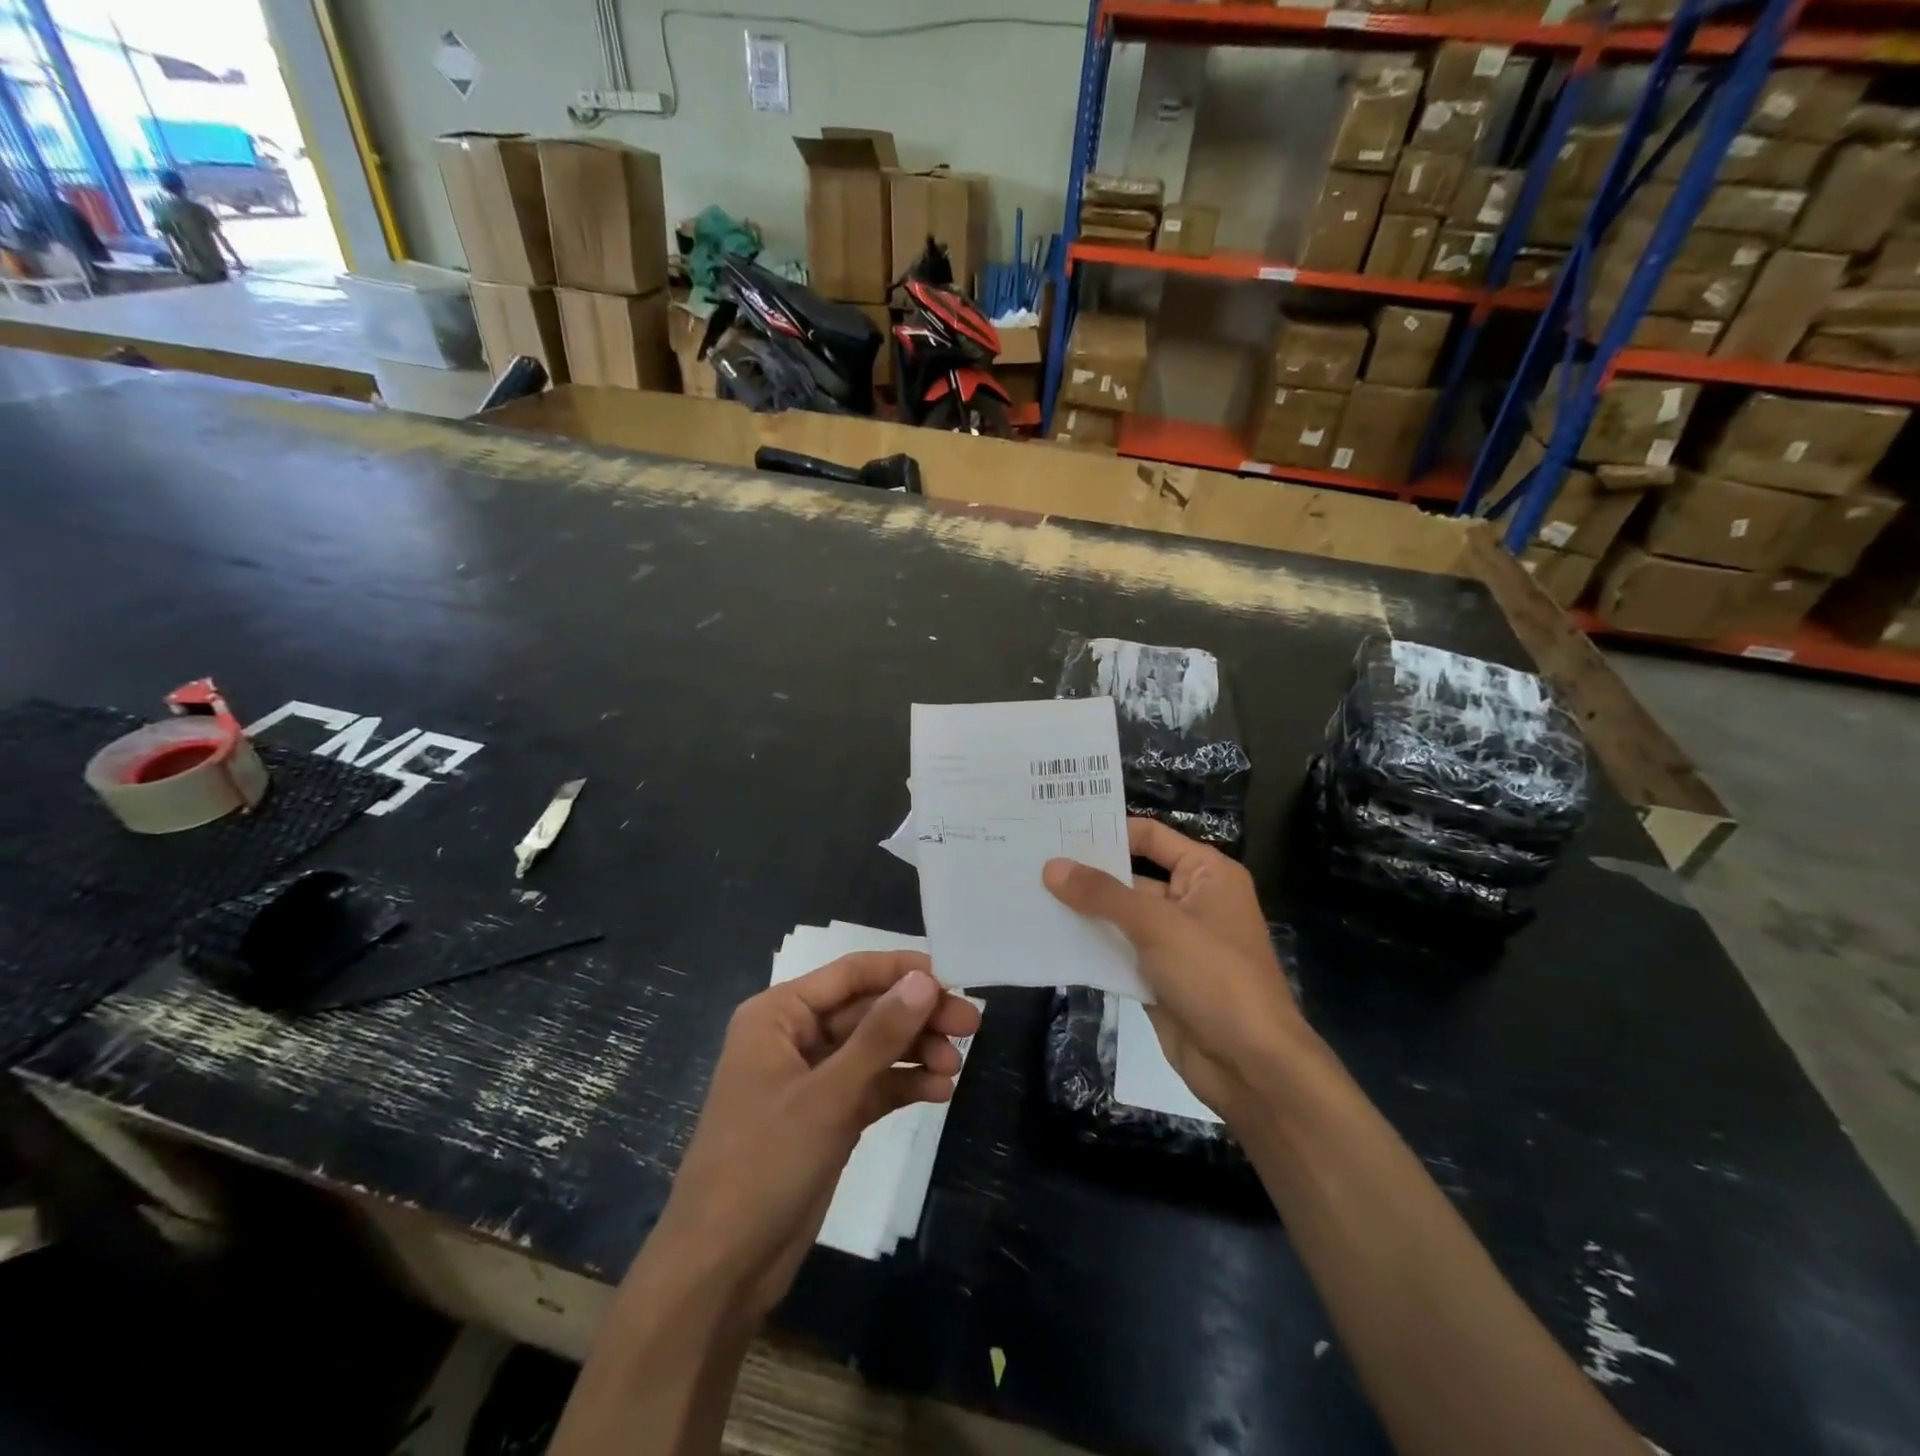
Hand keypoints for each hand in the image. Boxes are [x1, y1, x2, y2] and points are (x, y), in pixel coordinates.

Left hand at [645, 952, 981, 1318]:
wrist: (720, 1269)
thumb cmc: (764, 1164)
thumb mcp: (828, 1095)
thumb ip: (880, 1035)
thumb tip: (926, 980)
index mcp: (779, 1014)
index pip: (850, 974)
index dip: (902, 971)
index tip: (953, 977)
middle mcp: (795, 1037)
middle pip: (868, 1010)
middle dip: (917, 1017)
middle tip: (970, 1024)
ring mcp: (812, 1079)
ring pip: (874, 1048)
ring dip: (915, 1052)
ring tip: (955, 1066)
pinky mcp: (827, 1117)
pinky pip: (873, 1086)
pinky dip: (904, 1084)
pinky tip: (940, 1090)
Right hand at [1043, 818, 1305, 1121]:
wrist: (1250, 1066)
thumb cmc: (1214, 976)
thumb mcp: (1157, 925)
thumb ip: (1102, 894)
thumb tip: (1052, 866)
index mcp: (1207, 874)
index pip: (1150, 836)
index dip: (1108, 831)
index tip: (1057, 830)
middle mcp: (1190, 901)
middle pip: (1131, 877)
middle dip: (1086, 874)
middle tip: (1031, 862)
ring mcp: (1174, 942)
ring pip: (1120, 917)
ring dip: (1083, 912)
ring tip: (1029, 895)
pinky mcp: (1158, 977)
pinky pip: (1118, 952)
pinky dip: (1090, 947)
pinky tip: (1049, 938)